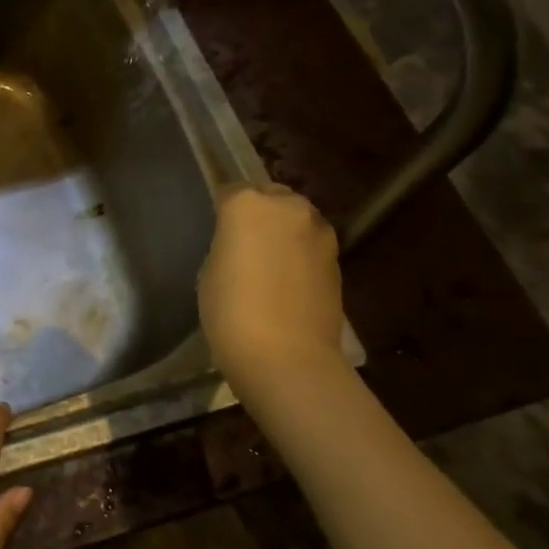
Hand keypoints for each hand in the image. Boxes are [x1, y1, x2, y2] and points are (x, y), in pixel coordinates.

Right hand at [199, 184, 344, 384]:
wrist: (286, 356)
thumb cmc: (231, 312)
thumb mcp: (210, 271)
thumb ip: (228, 244)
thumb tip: (242, 245)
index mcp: (247, 204)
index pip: (230, 191)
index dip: (222, 212)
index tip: (216, 232)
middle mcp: (288, 207)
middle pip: (271, 197)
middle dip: (260, 214)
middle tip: (244, 245)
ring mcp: (319, 232)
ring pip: (296, 220)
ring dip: (284, 233)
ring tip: (269, 264)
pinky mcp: (338, 259)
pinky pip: (311, 246)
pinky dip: (300, 255)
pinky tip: (288, 283)